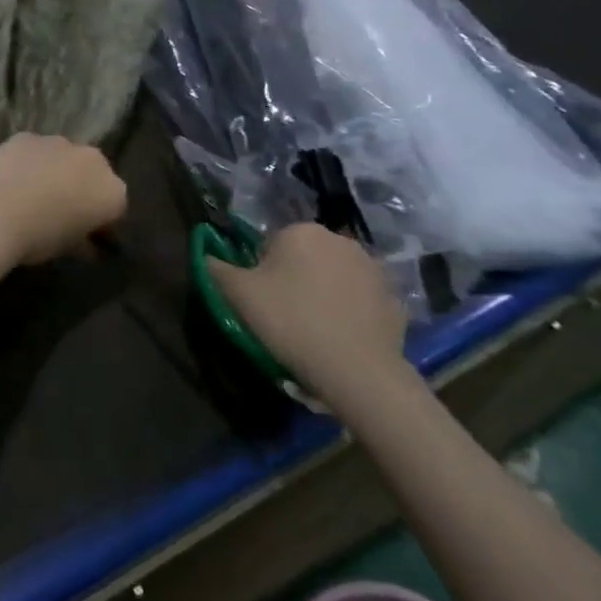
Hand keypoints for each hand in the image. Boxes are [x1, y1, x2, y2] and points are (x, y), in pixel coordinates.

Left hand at [0, 133, 127, 266]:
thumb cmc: (38, 238)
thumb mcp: (67, 249)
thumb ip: (83, 242)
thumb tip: (86, 245)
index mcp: (112, 192)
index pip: (115, 208)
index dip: (100, 222)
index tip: (84, 235)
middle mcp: (93, 160)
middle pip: (94, 174)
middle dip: (82, 188)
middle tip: (61, 211)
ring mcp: (61, 143)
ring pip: (65, 158)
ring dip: (56, 171)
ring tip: (32, 193)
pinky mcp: (28, 136)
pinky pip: (36, 151)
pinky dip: (29, 162)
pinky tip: (11, 179)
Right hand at [206, 224, 408, 410]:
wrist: (357, 369)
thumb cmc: (290, 322)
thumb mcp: (238, 295)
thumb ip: (217, 268)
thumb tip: (206, 255)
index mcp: (300, 231)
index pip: (270, 244)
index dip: (261, 272)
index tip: (262, 301)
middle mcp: (339, 239)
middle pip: (304, 256)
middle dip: (294, 278)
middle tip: (285, 315)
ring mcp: (372, 267)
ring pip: (334, 276)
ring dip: (324, 292)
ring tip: (314, 329)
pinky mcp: (393, 297)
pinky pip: (361, 299)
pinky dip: (351, 311)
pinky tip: (341, 337)